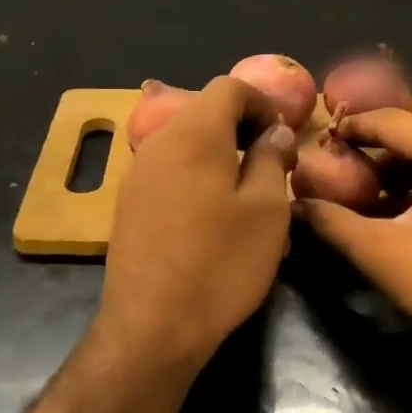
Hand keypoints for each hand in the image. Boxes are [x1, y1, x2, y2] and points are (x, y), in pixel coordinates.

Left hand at [97, 76, 298, 365]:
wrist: (152, 325)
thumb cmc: (221, 263)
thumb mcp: (267, 210)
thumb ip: (272, 158)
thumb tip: (274, 130)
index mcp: (194, 133)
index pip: (229, 87)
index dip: (263, 101)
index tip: (284, 134)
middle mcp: (158, 142)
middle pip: (204, 111)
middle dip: (242, 126)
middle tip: (272, 161)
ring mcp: (137, 172)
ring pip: (185, 141)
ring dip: (219, 152)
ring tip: (246, 189)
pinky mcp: (128, 202)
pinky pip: (169, 169)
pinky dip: (195, 173)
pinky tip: (211, 214)